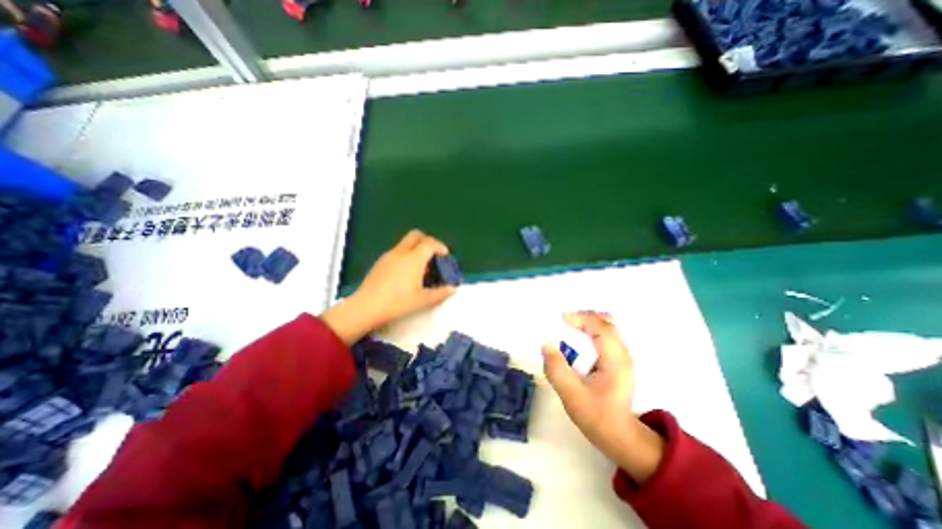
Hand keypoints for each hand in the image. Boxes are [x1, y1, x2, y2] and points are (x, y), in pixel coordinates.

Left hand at [322, 229, 458, 343]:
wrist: (366, 307)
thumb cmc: (397, 303)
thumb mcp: (422, 300)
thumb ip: (440, 293)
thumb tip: (453, 289)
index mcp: (413, 259)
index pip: (430, 243)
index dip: (440, 247)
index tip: (445, 256)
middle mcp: (401, 252)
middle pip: (416, 235)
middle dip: (427, 241)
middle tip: (433, 255)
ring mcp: (388, 255)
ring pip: (405, 243)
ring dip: (416, 248)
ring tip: (421, 267)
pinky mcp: (380, 262)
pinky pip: (397, 251)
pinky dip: (406, 255)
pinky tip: (406, 273)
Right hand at [540, 312, 664, 485]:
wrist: (619, 436)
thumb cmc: (596, 416)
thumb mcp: (571, 395)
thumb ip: (557, 369)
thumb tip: (546, 344)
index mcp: (615, 360)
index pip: (601, 327)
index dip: (581, 318)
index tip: (561, 319)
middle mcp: (622, 353)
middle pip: (606, 322)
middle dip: (583, 318)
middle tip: (563, 323)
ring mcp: (622, 356)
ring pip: (606, 327)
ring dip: (586, 324)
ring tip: (567, 329)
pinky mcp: (617, 360)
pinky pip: (604, 335)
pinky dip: (589, 331)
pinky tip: (577, 342)